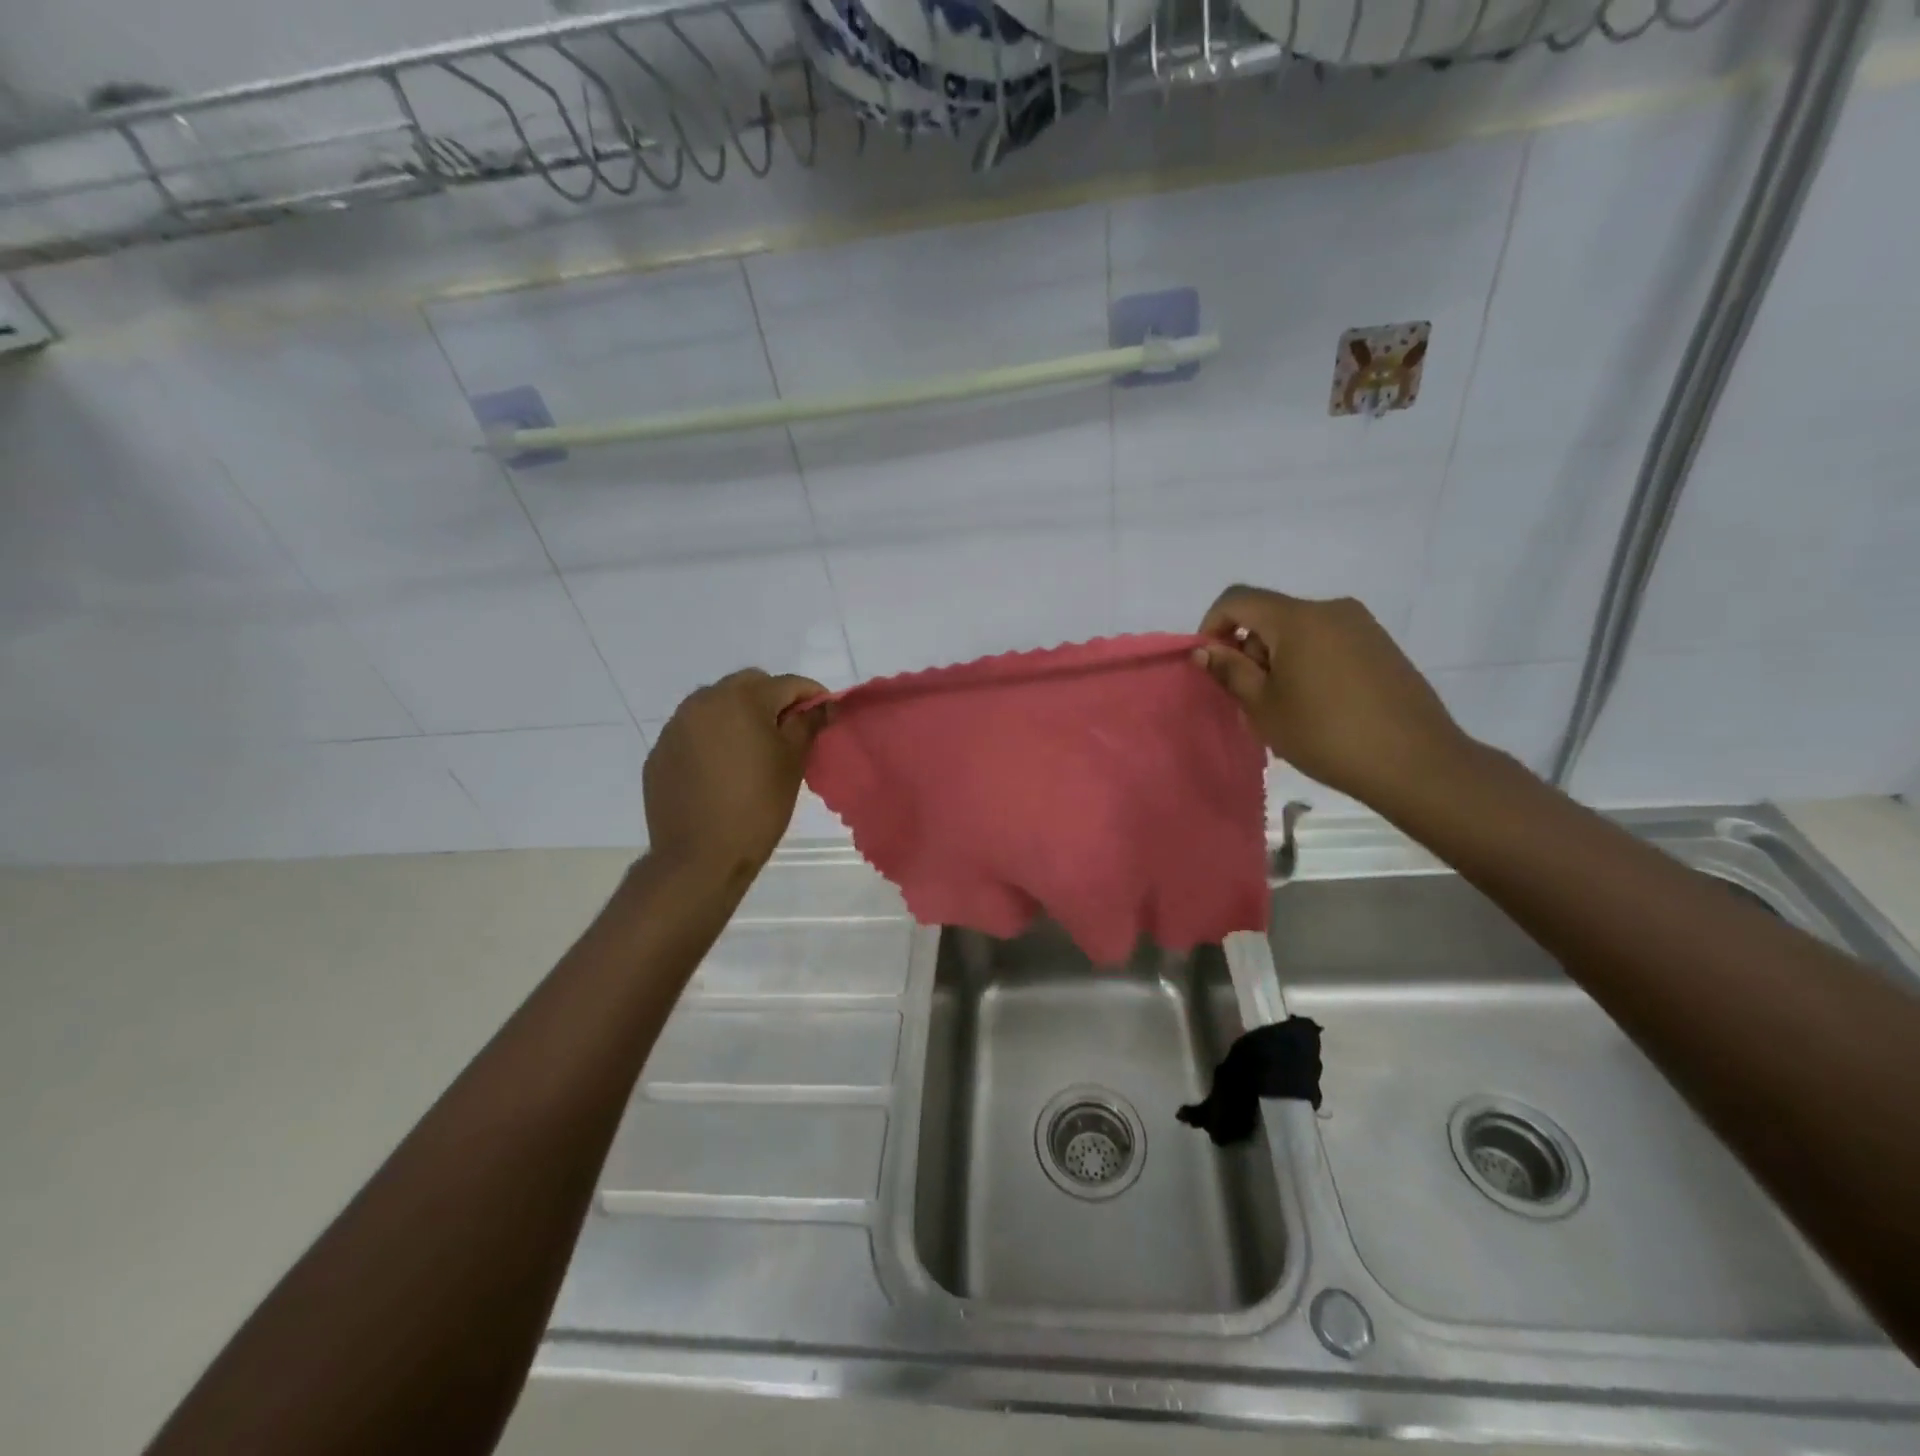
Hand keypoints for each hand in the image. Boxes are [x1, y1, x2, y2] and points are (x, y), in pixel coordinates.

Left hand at [643, 670, 827, 880]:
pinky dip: (713, 739)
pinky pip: (694, 732)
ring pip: (716, 705)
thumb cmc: (758, 806)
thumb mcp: (792, 763)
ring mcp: (676, 726)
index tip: (825, 713)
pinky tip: (723, 770)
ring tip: (753, 750)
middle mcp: (703, 701)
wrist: (700, 857)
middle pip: (748, 684)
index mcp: (742, 699)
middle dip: (772, 699)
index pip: (787, 684)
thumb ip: (808, 724)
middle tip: (789, 731)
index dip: (812, 695)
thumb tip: (823, 704)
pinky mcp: (660, 752)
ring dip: (739, 716)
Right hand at [1194, 586, 1471, 810]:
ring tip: (1285, 707)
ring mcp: (1362, 626)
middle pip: (1270, 615)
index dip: (1213, 625)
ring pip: (1299, 631)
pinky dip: (1308, 663)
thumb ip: (1230, 671)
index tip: (1211, 663)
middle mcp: (1331, 609)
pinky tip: (1318, 706)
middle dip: (1249, 649)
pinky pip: (1328, 643)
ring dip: (1278, 659)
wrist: (1414, 762)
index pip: (1238, 599)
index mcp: (1297, 618)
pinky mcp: (1381, 647)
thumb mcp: (1263, 707)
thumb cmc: (1324, 733)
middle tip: (1250, 698)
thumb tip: (1204, 650)